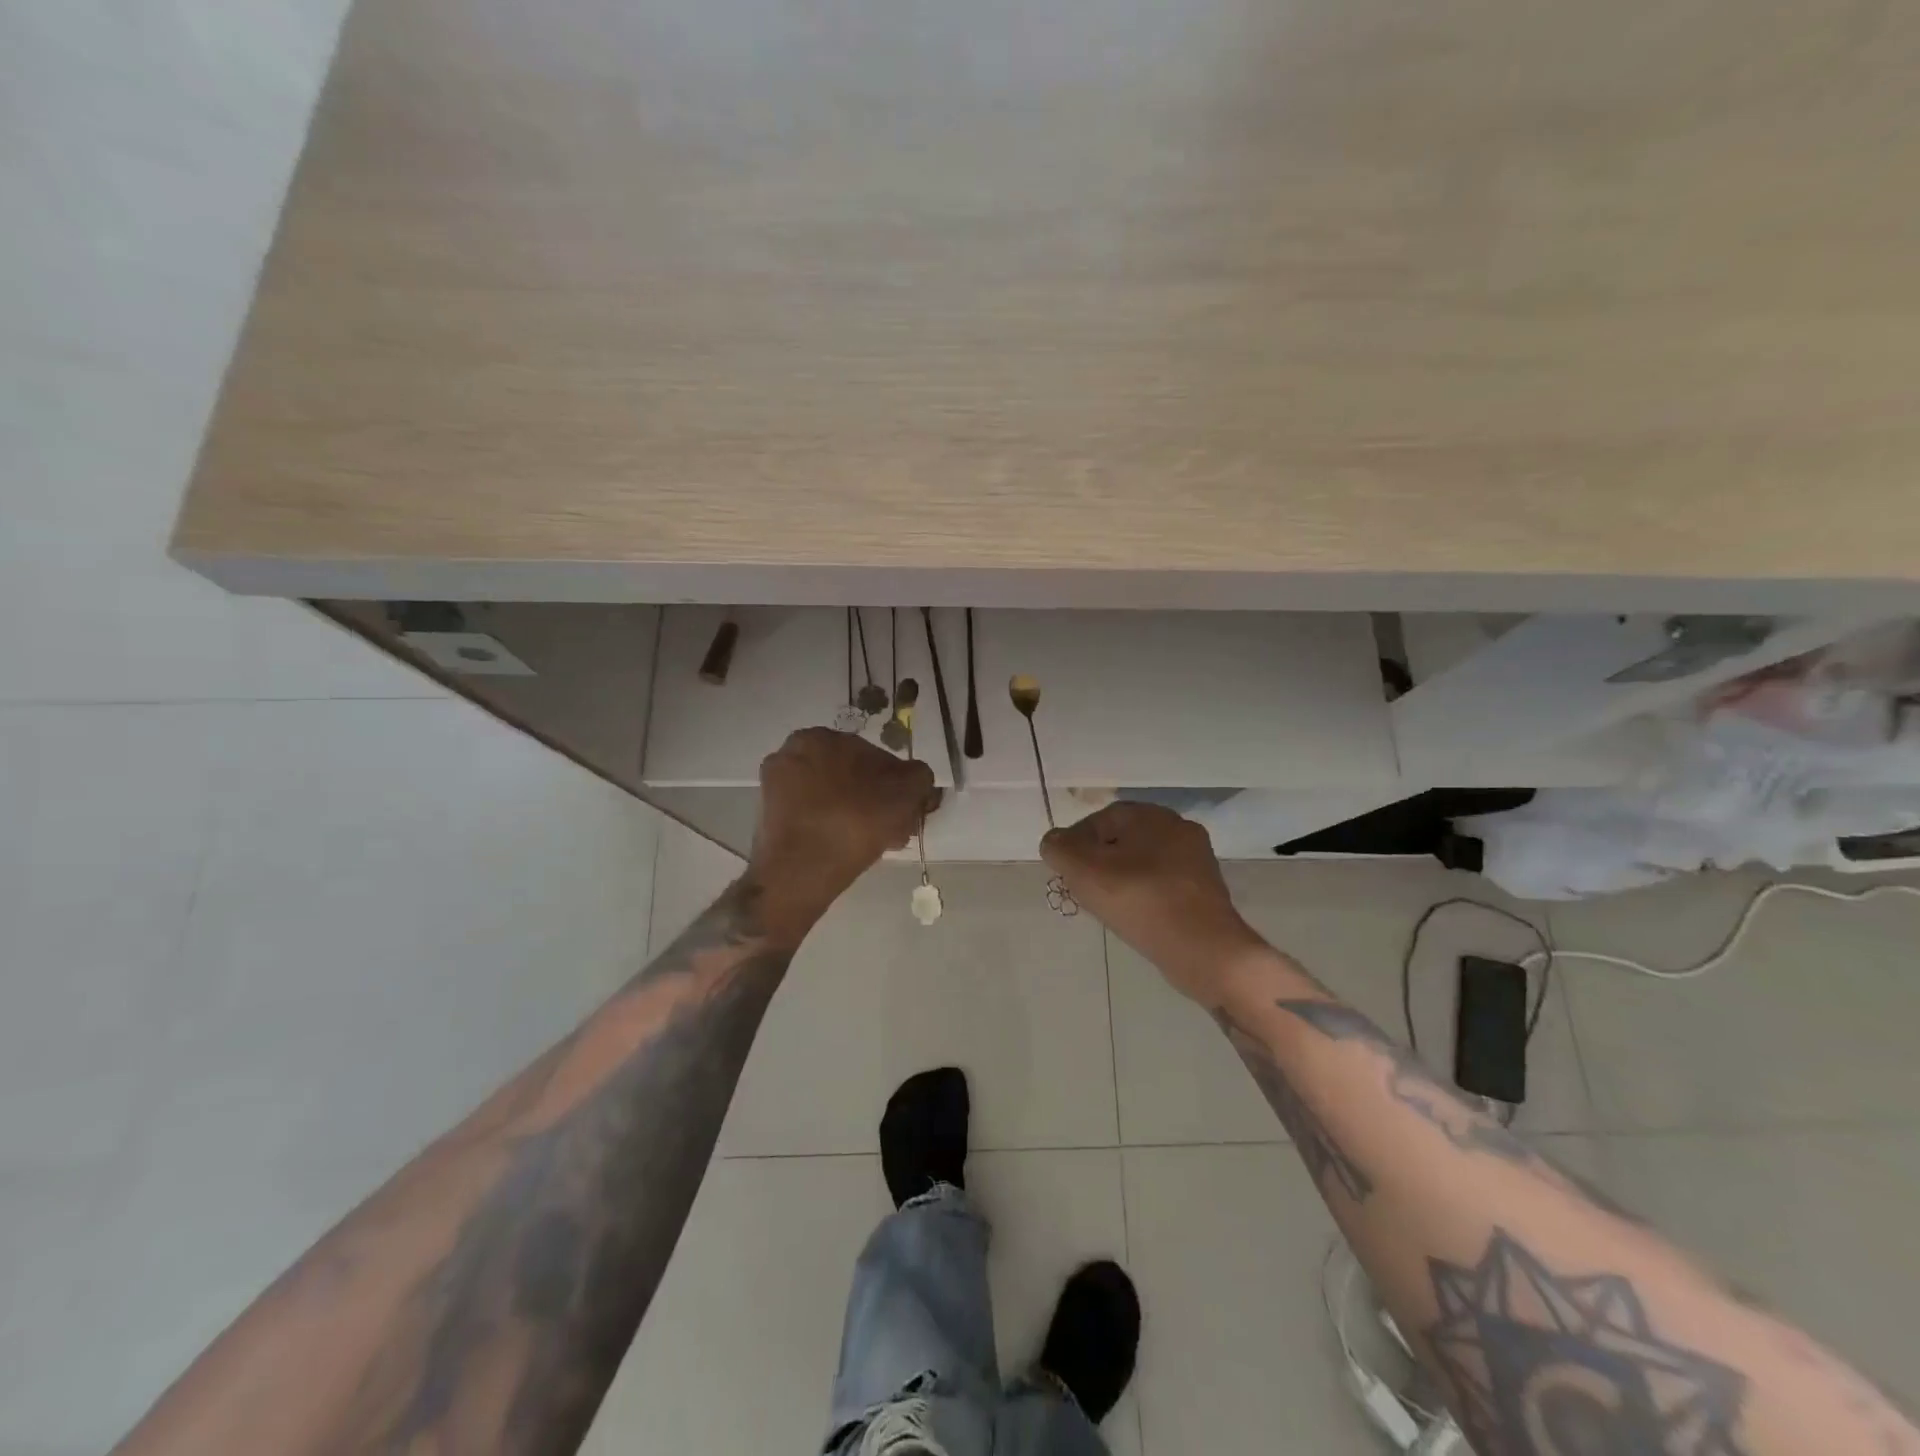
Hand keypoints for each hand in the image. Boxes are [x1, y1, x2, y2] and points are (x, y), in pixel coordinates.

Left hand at [750, 728, 937, 944]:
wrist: (800, 871)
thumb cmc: (855, 822)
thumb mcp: (906, 793)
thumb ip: (919, 777)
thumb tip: (918, 777)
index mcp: (821, 736)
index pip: (872, 756)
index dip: (895, 784)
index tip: (905, 810)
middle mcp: (792, 752)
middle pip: (848, 776)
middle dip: (872, 799)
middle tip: (891, 829)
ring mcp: (775, 785)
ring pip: (829, 796)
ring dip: (852, 813)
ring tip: (871, 844)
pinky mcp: (767, 816)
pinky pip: (810, 815)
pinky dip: (828, 826)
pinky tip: (844, 848)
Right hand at [1041, 801, 1266, 1004]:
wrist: (1205, 950)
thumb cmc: (1140, 901)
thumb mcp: (1084, 872)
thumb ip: (1059, 850)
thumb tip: (1054, 842)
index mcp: (1151, 815)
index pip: (1101, 818)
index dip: (1076, 841)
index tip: (1065, 870)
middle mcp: (1178, 828)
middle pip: (1123, 840)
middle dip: (1097, 861)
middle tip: (1081, 889)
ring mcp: (1196, 860)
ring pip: (1143, 862)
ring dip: (1120, 879)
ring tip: (1105, 906)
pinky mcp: (1205, 891)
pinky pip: (1162, 884)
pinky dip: (1143, 895)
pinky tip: (1134, 916)